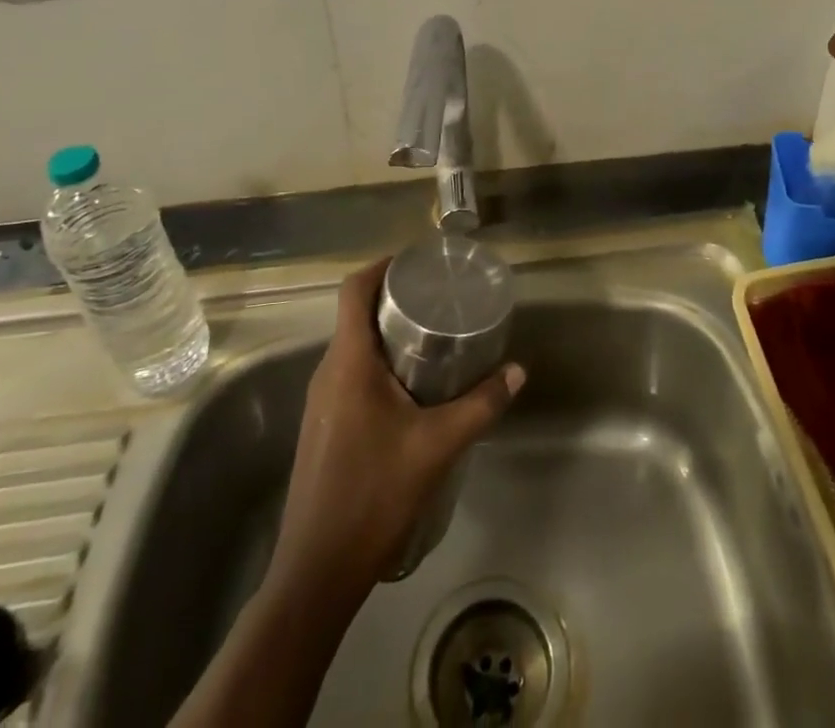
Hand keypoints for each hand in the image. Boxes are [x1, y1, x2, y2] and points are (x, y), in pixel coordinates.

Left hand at [272, 257, 524, 596]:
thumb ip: (480, 405)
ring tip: (435, 337)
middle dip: (396, 299)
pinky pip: (350, 374)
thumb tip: (517, 371)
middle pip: (356, 314)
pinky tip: (413, 387)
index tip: (419, 262)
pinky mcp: (324, 426)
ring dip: (389, 334)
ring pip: (354, 347)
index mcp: (348, 362)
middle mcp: (328, 373)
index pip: (354, 289)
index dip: (383, 265)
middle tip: (441, 298)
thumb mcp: (437, 446)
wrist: (317, 572)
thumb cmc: (374, 494)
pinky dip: (380, 363)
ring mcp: (321, 402)